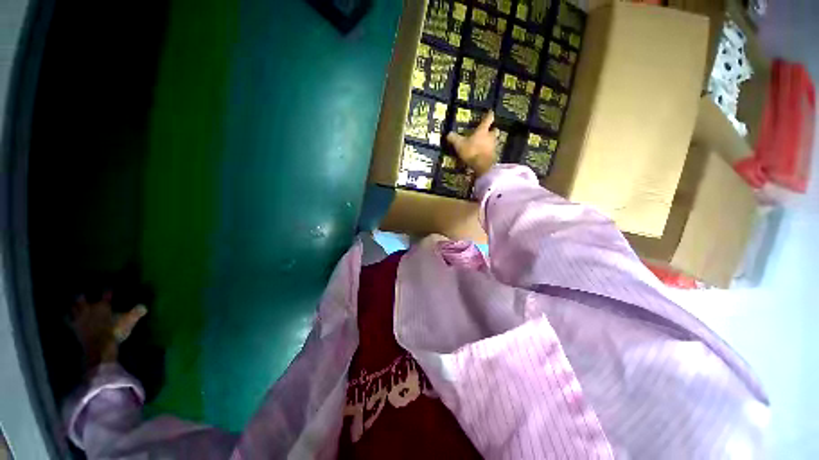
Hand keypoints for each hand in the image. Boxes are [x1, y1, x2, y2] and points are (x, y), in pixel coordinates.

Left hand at [71, 292, 146, 367]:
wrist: (99, 347)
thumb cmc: (115, 331)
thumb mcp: (129, 322)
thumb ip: (136, 313)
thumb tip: (144, 306)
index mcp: (103, 305)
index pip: (106, 293)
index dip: (107, 290)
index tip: (108, 288)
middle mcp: (89, 308)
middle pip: (82, 298)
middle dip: (81, 296)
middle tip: (82, 294)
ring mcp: (80, 318)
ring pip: (73, 308)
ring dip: (73, 305)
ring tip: (73, 304)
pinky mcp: (74, 327)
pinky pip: (68, 320)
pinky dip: (67, 317)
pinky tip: (67, 317)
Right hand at [445, 110, 498, 176]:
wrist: (482, 166)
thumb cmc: (472, 151)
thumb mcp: (459, 144)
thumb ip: (454, 138)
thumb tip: (448, 134)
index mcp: (482, 131)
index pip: (488, 119)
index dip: (489, 115)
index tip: (491, 112)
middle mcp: (490, 137)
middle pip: (494, 130)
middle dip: (492, 130)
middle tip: (488, 131)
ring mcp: (493, 147)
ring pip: (493, 141)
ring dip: (490, 142)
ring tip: (484, 144)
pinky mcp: (494, 156)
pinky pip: (491, 151)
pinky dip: (488, 151)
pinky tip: (483, 154)